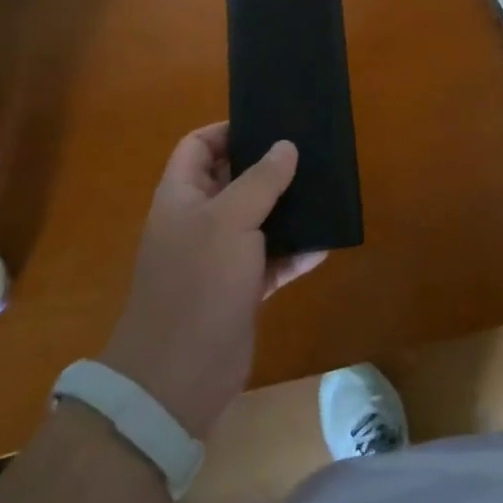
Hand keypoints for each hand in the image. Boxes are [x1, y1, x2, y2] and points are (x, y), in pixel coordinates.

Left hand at [102, 124, 324, 438]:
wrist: (178, 377)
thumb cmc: (198, 284)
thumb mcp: (230, 220)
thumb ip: (260, 180)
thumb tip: (285, 146)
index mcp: (181, 196)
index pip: (198, 146)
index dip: (227, 131)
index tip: (268, 125)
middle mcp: (197, 221)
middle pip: (232, 180)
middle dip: (267, 167)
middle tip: (308, 153)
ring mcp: (218, 258)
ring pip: (256, 220)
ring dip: (286, 210)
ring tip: (323, 191)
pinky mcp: (239, 290)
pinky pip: (271, 260)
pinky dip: (294, 252)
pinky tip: (324, 244)